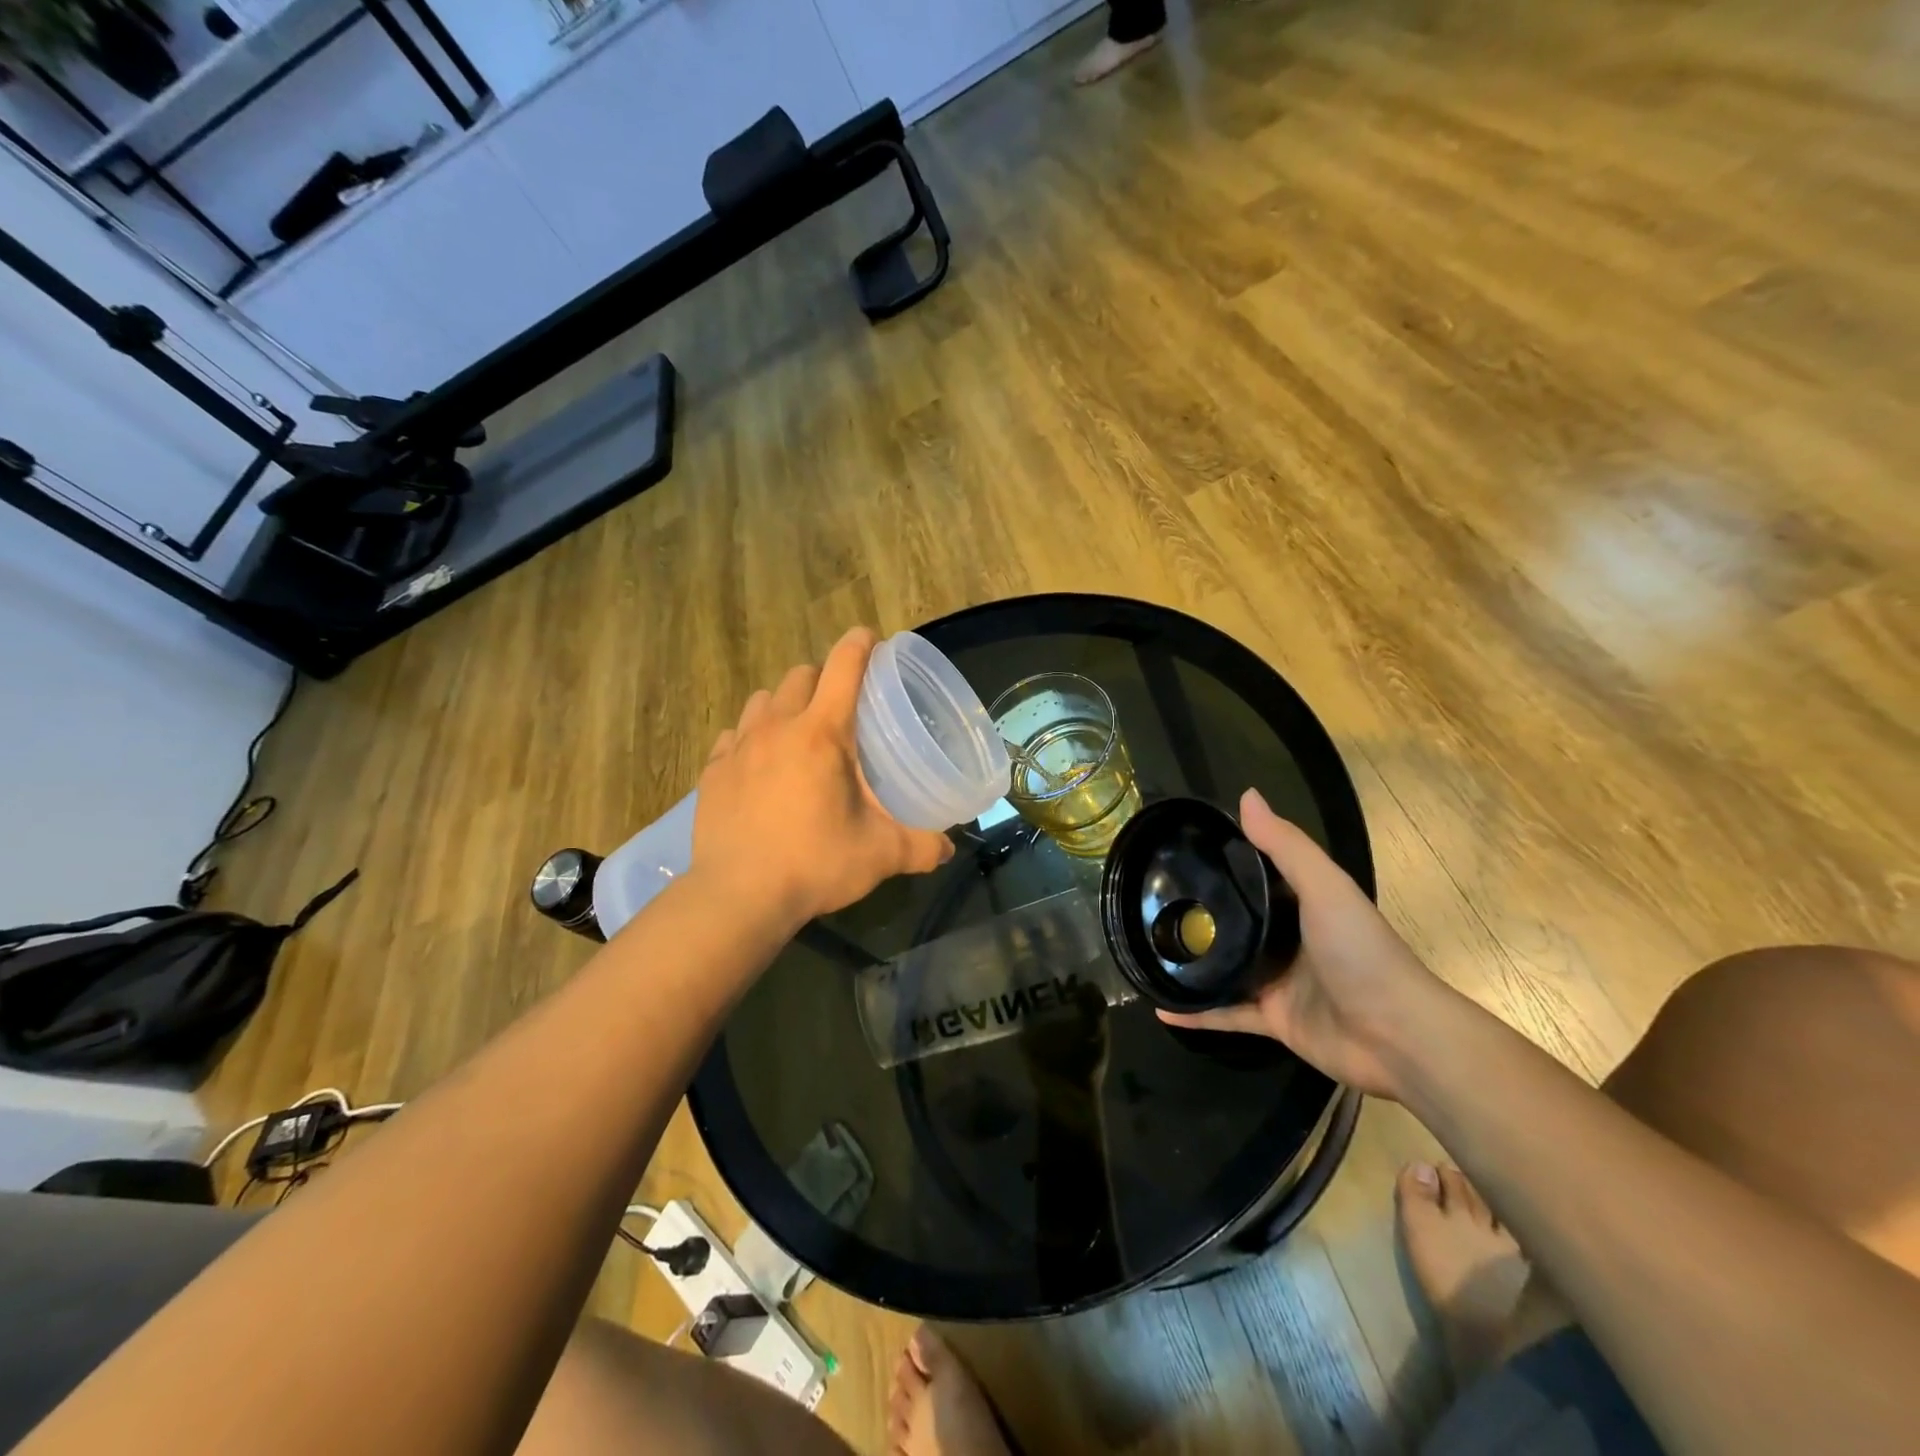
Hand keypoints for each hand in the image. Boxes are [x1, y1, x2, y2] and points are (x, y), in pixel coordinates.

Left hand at [692, 627, 954, 928]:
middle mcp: (777, 727)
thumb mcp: (879, 855)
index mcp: (822, 733)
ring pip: (763, 700)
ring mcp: (739, 747)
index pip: (844, 667)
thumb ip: (920, 846)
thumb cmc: (814, 864)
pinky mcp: (713, 771)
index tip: (871, 639)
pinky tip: (759, 764)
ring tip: (797, 732)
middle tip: (841, 705)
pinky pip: (733, 735)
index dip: (860, 645)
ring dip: (784, 704)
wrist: (737, 897)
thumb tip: (948, 848)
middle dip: (822, 677)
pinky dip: (750, 738)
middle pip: (800, 675)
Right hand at [1158, 788, 1449, 1098]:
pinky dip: (1195, 1014)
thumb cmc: (1361, 952)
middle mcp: (1288, 941)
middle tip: (1150, 901)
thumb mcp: (1325, 887)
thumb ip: (1286, 846)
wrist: (1398, 1036)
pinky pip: (1225, 1014)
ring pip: (1225, 969)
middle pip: (1238, 922)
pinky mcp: (1273, 1021)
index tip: (1178, 850)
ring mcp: (1279, 983)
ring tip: (1148, 951)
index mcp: (1303, 905)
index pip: (1258, 876)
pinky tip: (1161, 1010)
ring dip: (1192, 964)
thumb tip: (1246, 796)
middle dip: (1199, 914)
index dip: (1223, 861)